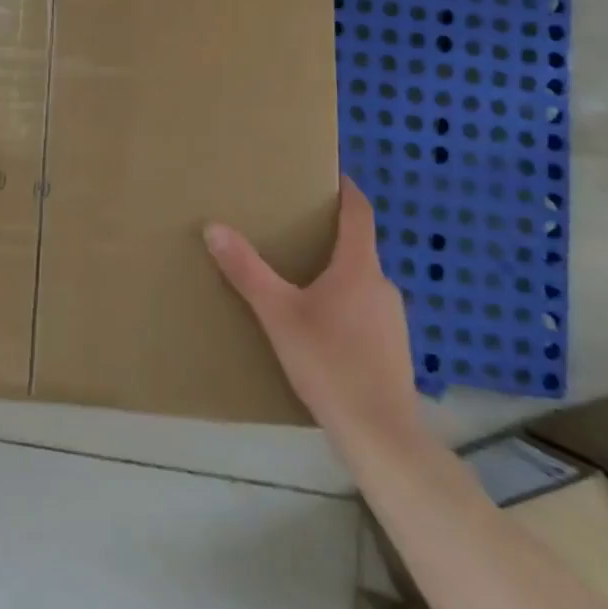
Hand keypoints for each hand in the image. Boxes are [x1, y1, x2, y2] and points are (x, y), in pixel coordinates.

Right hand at [204, 177, 419, 443]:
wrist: (381, 435)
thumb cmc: (329, 363)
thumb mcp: (278, 314)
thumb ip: (246, 271)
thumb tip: (214, 227)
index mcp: (359, 269)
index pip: (359, 215)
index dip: (347, 191)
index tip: (332, 173)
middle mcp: (383, 286)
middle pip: (358, 247)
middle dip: (329, 233)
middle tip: (293, 226)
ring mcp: (393, 319)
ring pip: (361, 280)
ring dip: (335, 270)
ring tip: (299, 274)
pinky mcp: (393, 347)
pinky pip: (366, 307)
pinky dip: (343, 299)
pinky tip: (318, 322)